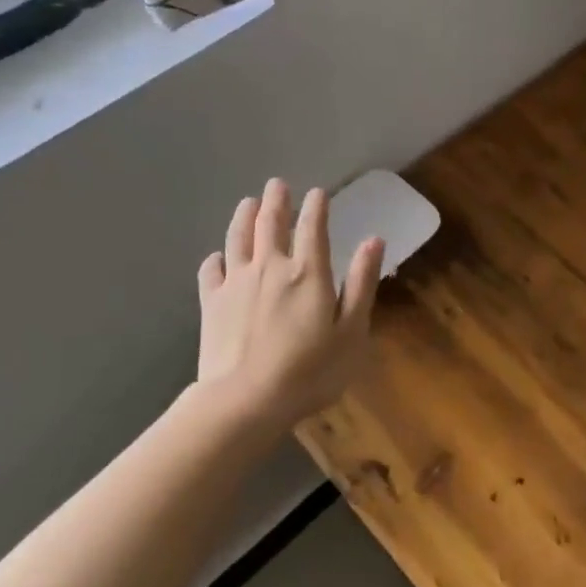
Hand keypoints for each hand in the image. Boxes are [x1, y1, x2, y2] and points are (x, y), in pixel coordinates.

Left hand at [197, 179, 384, 430]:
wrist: (245, 401)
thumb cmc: (310, 371)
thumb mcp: (352, 331)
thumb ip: (361, 283)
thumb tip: (374, 240)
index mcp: (309, 272)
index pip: (313, 227)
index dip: (317, 207)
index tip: (318, 192)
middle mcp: (270, 267)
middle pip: (271, 223)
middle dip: (277, 200)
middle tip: (277, 184)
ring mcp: (236, 283)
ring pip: (238, 238)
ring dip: (245, 216)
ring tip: (248, 202)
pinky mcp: (211, 303)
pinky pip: (210, 271)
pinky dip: (216, 259)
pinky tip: (218, 257)